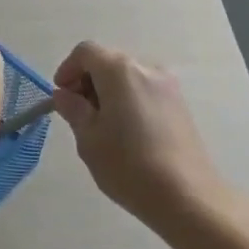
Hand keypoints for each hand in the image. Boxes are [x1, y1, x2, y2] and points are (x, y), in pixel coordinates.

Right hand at [52, 42, 229, 225]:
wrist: (187, 196)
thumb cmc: (128, 165)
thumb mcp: (88, 138)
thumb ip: (73, 110)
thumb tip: (65, 95)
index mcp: (119, 71)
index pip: (86, 52)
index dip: (67, 69)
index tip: (61, 96)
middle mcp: (146, 68)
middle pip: (108, 61)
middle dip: (87, 81)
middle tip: (78, 113)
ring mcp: (168, 86)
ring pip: (127, 77)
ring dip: (108, 91)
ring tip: (101, 125)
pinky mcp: (180, 105)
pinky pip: (145, 91)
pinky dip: (128, 100)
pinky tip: (125, 132)